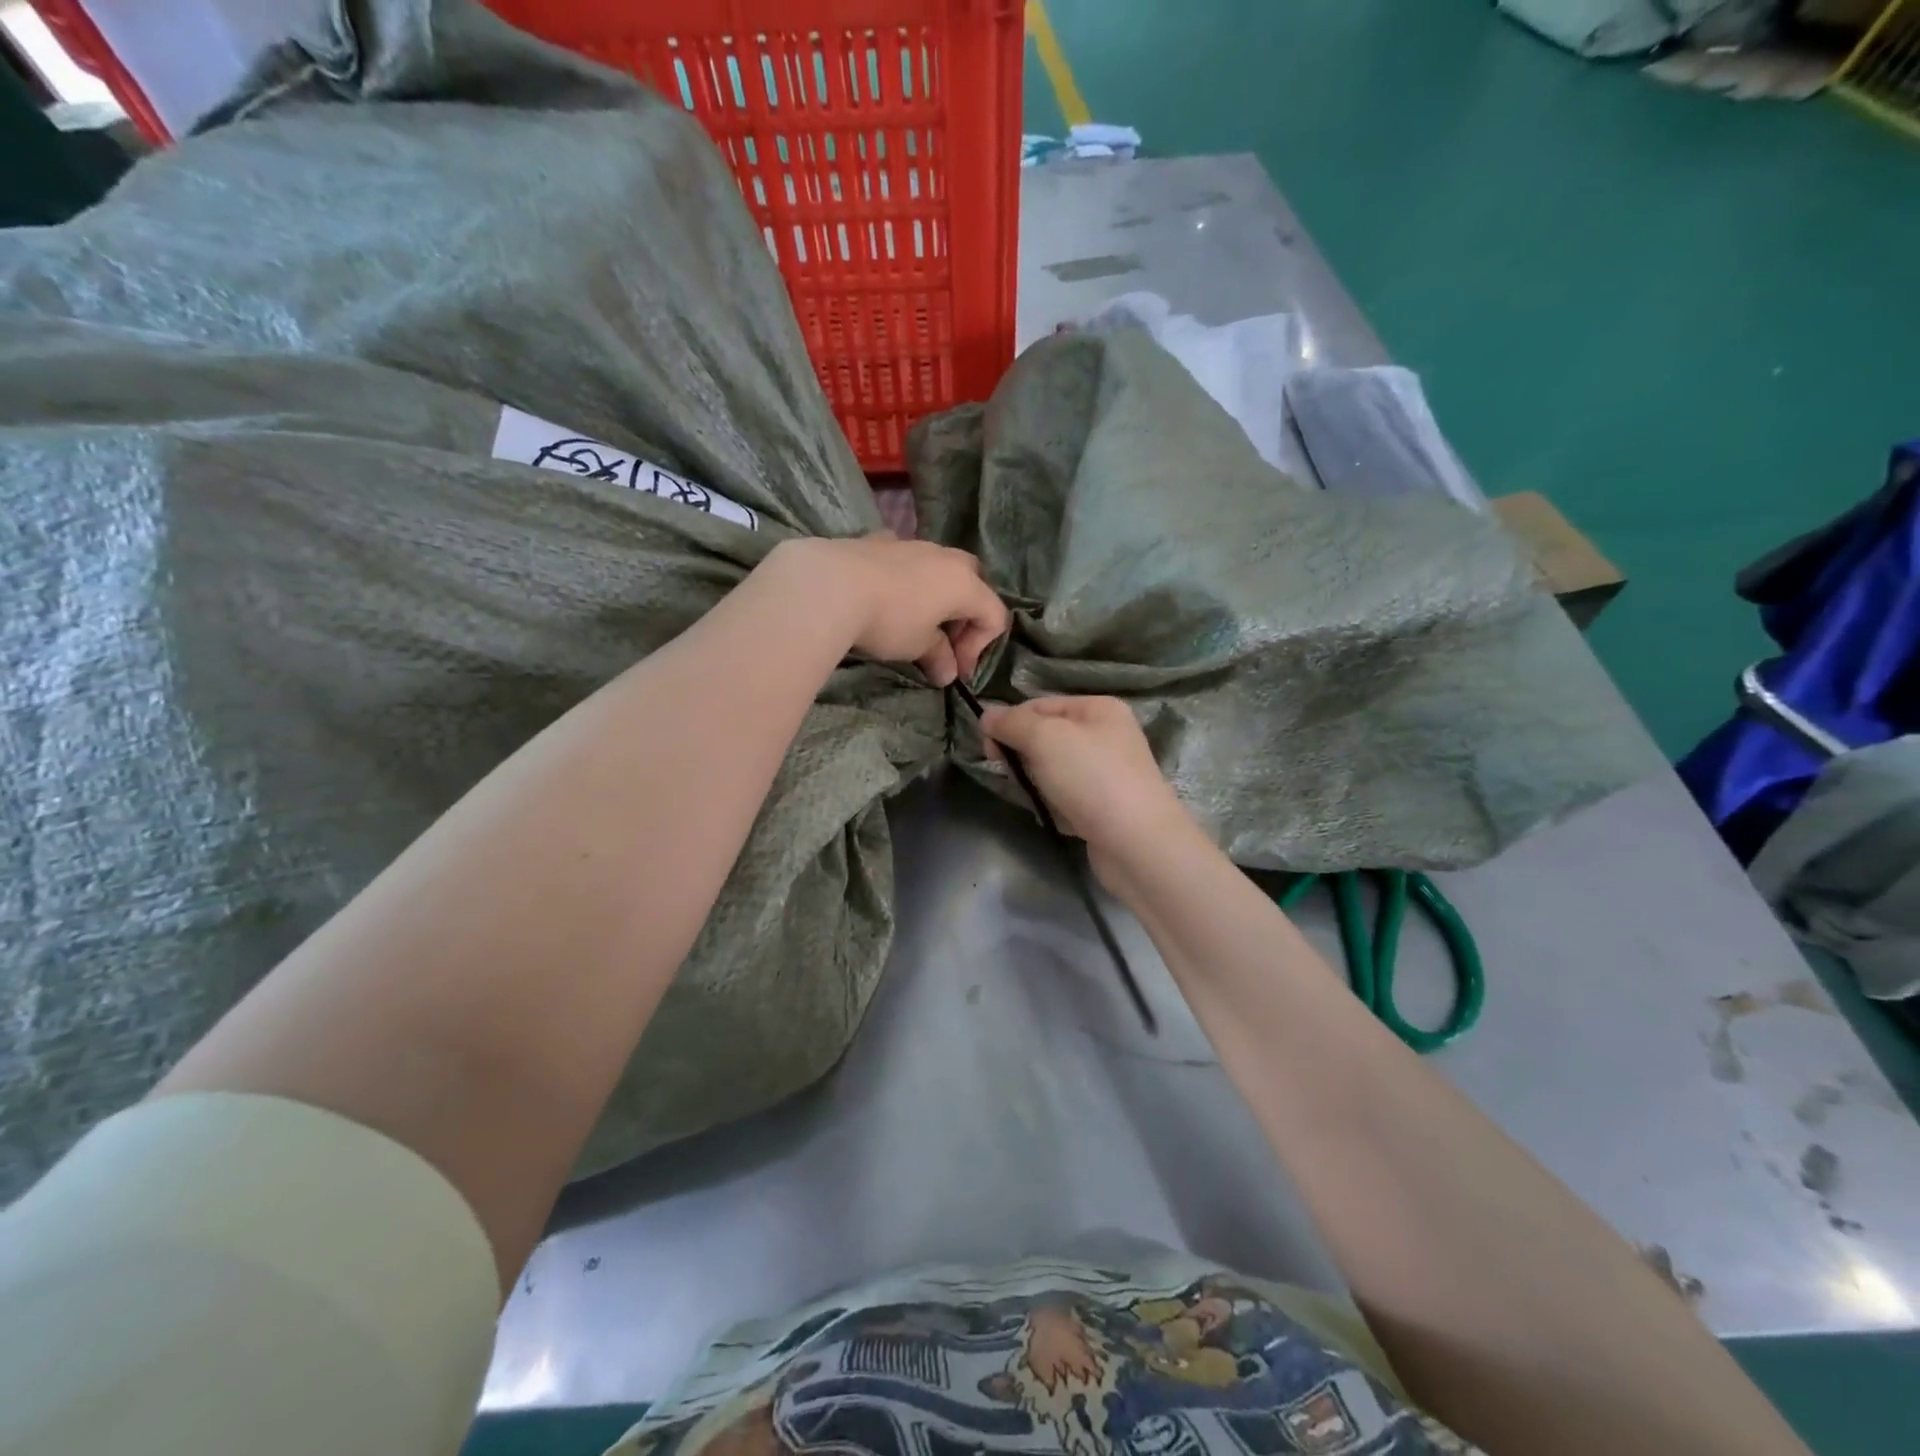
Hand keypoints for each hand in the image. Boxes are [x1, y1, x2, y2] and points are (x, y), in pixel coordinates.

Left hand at [769, 535, 1009, 686]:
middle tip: (941, 642)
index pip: (993, 615)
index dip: (979, 648)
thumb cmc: (888, 620)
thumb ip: (938, 657)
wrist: (830, 585)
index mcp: (965, 583)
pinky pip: (904, 560)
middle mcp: (944, 557)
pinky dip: (904, 579)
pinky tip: (882, 597)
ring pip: (937, 567)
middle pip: (972, 583)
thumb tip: (948, 673)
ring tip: (911, 622)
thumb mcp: (917, 646)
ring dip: (934, 596)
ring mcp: (911, 543)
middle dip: (963, 615)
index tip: (954, 671)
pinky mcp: (878, 540)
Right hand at [979, 695, 1197, 888]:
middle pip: (1045, 737)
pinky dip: (1054, 805)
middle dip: (1023, 754)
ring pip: (1052, 769)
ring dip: (1036, 782)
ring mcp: (1107, 772)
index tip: (989, 750)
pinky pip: (1066, 797)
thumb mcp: (1044, 738)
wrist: (1137, 843)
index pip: (1039, 705)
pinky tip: (1054, 816)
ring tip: (1036, 798)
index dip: (1010, 723)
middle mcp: (1106, 735)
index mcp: (1098, 708)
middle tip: (1010, 774)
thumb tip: (986, 716)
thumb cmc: (1091, 778)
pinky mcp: (1104, 806)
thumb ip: (1011, 723)